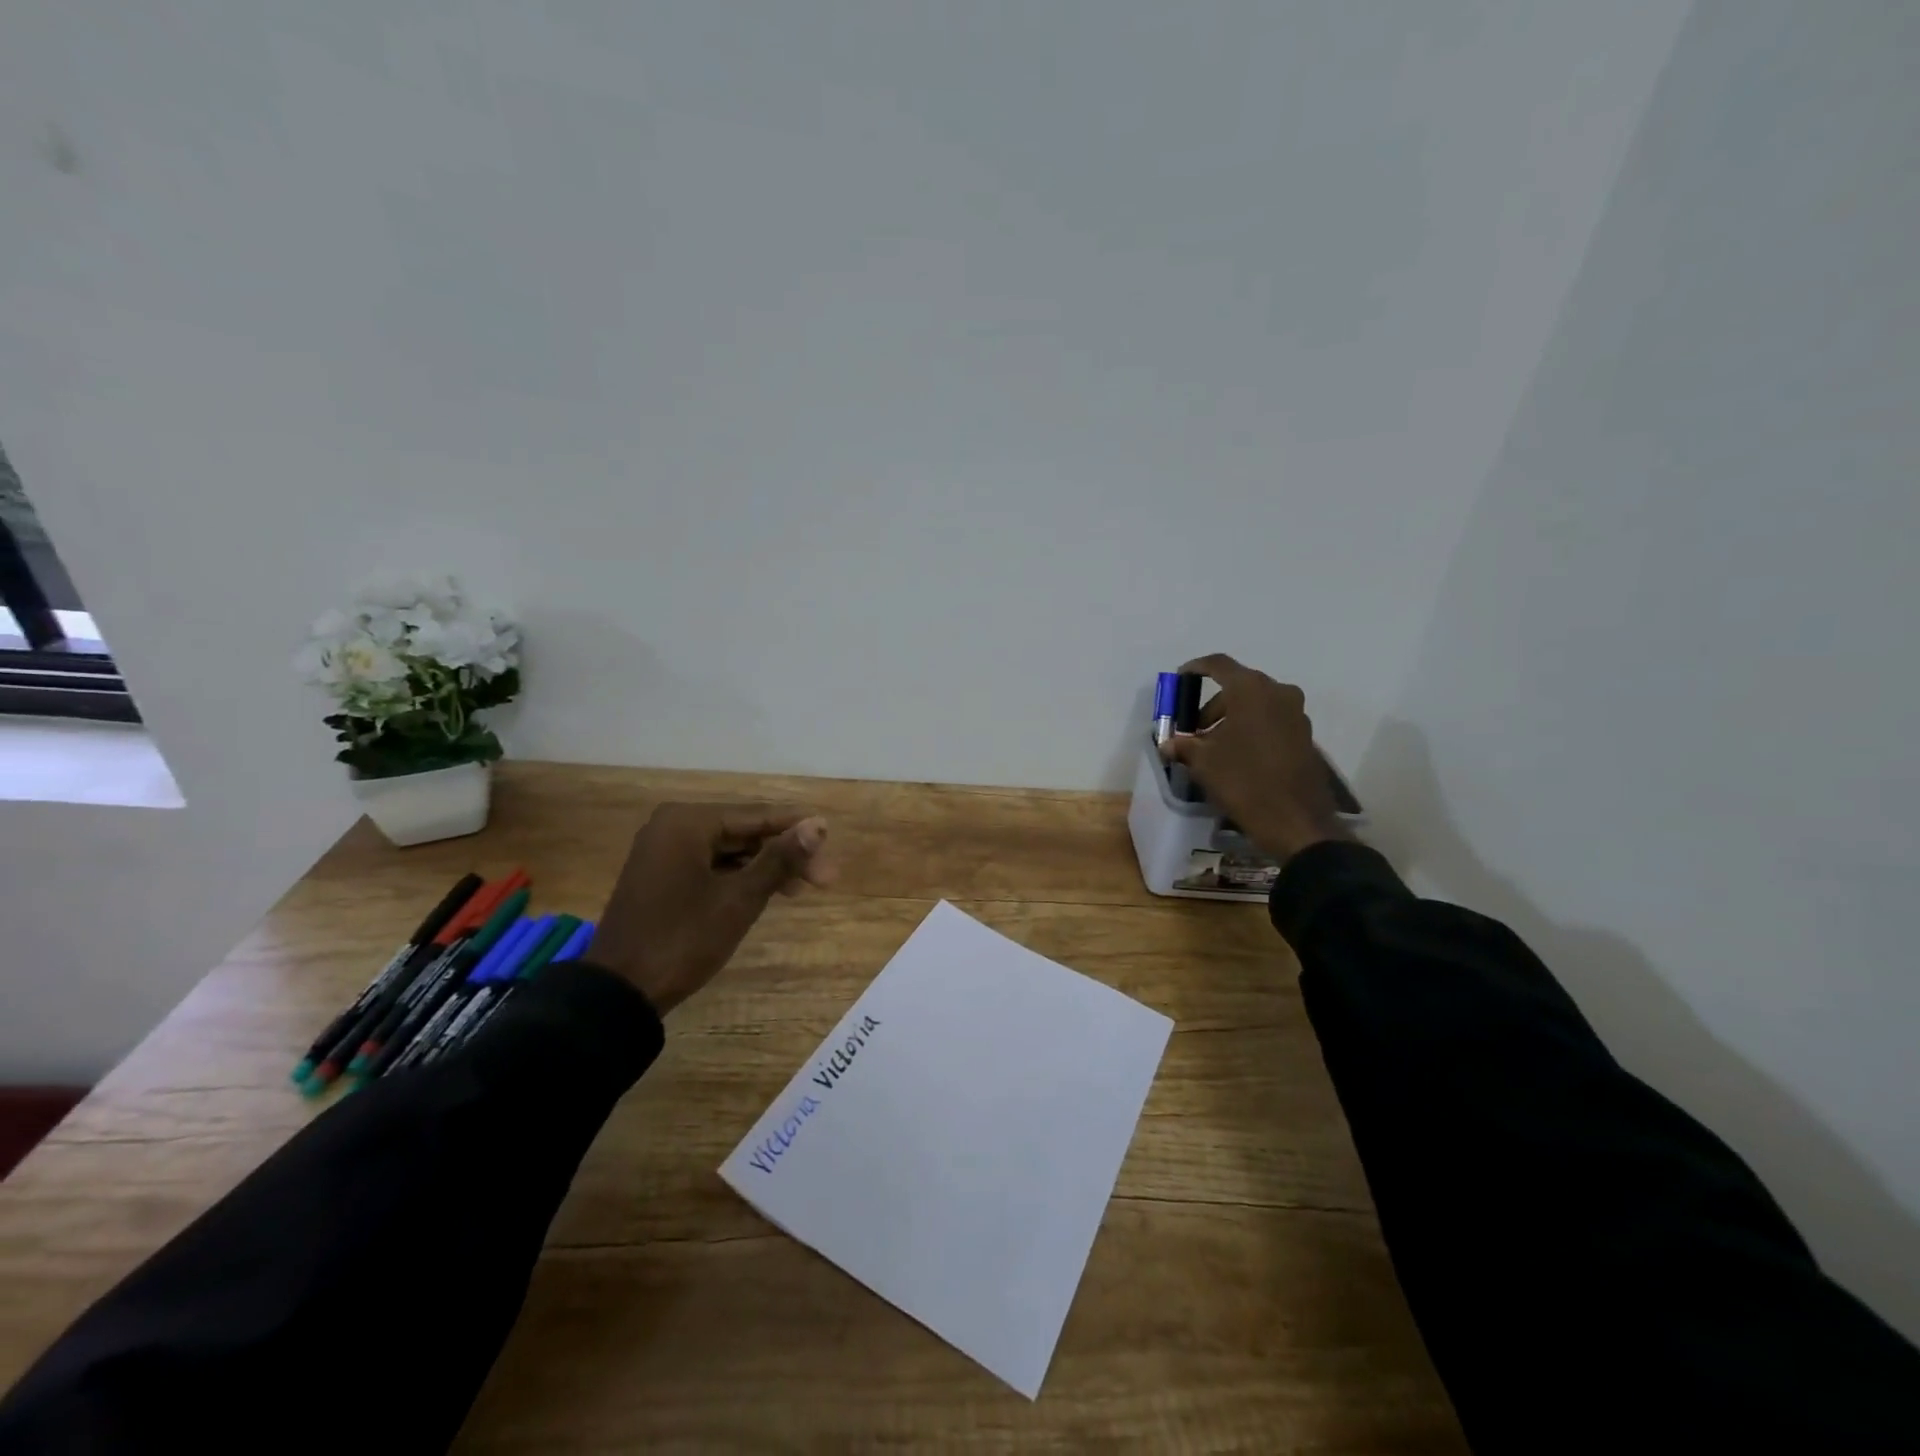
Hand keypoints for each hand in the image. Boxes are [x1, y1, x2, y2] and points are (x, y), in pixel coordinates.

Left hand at [588, 803, 835, 1014]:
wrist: (619, 992)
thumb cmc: (683, 939)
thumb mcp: (739, 899)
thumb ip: (780, 859)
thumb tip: (819, 825)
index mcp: (687, 822)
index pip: (756, 816)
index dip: (797, 829)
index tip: (831, 839)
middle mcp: (672, 826)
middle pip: (743, 831)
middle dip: (784, 852)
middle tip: (823, 877)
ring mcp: (663, 851)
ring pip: (729, 849)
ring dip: (765, 866)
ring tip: (802, 888)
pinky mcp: (661, 876)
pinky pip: (710, 865)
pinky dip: (739, 877)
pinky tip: (767, 891)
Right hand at [1159, 654, 1350, 863]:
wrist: (1295, 820)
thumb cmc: (1243, 780)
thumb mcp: (1203, 762)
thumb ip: (1184, 745)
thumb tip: (1168, 744)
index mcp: (1251, 690)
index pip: (1218, 665)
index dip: (1195, 668)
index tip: (1180, 678)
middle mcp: (1278, 693)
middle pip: (1238, 686)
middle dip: (1213, 705)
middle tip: (1195, 729)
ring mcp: (1296, 714)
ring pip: (1256, 705)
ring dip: (1233, 718)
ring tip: (1214, 746)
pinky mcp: (1305, 736)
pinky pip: (1271, 721)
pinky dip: (1252, 729)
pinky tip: (1238, 755)